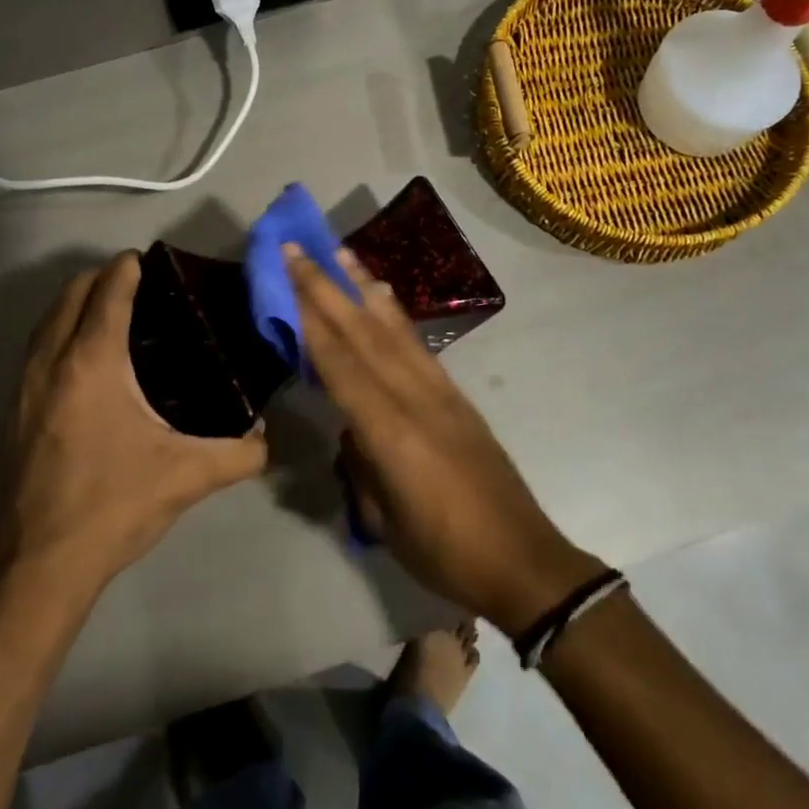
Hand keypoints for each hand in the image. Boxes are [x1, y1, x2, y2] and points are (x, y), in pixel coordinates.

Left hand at [0, 252, 268, 606]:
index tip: (150, 261)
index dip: (127, 268)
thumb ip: (240, 453)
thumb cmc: (114, 507)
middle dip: (100, 278)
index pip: (107, 292)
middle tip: (137, 285)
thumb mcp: (188, 477)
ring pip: (46, 321)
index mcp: (92, 364)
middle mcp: (50, 363)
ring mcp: (23, 387)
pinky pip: (34, 350)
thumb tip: (267, 438)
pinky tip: (83, 361)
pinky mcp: (10, 412)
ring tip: (111, 313)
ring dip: (75, 304)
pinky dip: (58, 333)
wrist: (41, 566)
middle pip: (70, 294)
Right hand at [286, 244, 602, 633]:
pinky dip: (395, 315)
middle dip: (326, 287)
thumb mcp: (385, 520)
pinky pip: (417, 345)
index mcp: (391, 432)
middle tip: (297, 248)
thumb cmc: (445, 553)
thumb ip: (362, 464)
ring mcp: (441, 392)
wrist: (523, 560)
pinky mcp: (457, 396)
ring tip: (340, 252)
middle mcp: (415, 398)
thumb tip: (352, 430)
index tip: (285, 278)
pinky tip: (382, 297)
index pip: (339, 364)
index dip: (309, 319)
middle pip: (362, 333)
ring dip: (362, 287)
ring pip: (393, 329)